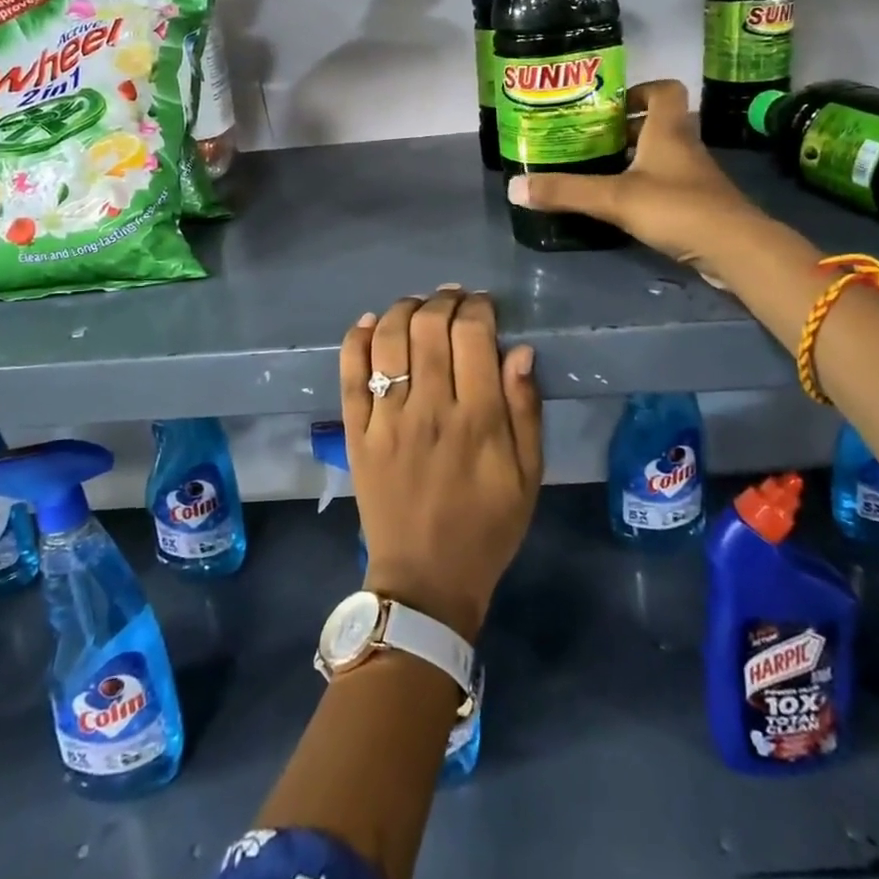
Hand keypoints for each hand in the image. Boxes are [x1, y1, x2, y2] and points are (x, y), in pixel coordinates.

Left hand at [338, 288, 542, 643]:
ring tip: (417, 305)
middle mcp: (429, 410)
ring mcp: (387, 420)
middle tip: (452, 298)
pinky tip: (371, 323)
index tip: (483, 305)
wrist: (425, 580)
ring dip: (403, 310)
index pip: (473, 336)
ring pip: (389, 341)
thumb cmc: (486, 528)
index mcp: (478, 421)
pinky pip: (350, 374)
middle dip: (443, 301)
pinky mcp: (356, 432)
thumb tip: (519, 350)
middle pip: (429, 329)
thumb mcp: (528, 477)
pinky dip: (358, 340)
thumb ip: (525, 410)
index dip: (478, 308)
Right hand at [507, 78, 758, 274]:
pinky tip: (622, 207)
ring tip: (598, 173)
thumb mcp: (613, 198)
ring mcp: (695, 177)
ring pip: (662, 157)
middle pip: (658, 124)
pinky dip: (645, 189)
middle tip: (591, 142)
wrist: (735, 249)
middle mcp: (684, 146)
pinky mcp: (698, 205)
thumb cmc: (676, 207)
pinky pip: (667, 185)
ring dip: (634, 161)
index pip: (664, 90)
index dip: (639, 91)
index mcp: (668, 130)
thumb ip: (565, 191)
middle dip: (626, 130)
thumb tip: (513, 187)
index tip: (609, 107)